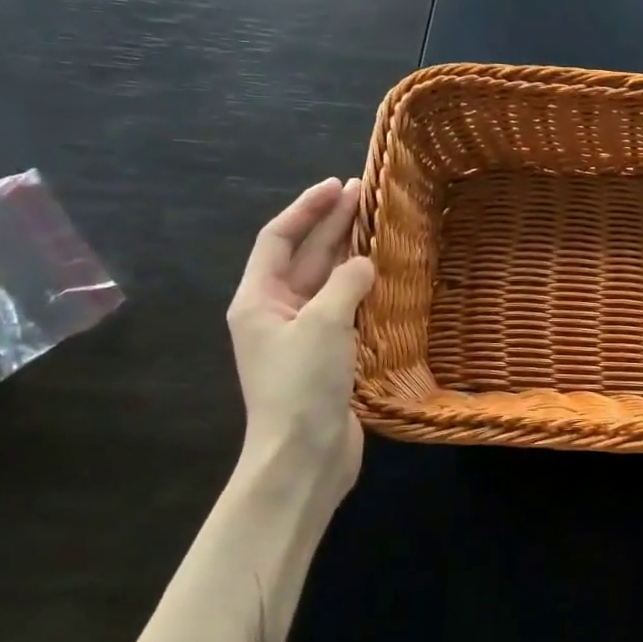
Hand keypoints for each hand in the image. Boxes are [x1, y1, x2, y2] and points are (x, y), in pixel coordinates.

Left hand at [227, 178, 375, 494]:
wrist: (304, 457)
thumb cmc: (302, 384)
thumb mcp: (324, 323)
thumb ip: (346, 282)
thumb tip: (365, 263)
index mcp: (258, 298)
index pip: (278, 237)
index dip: (306, 207)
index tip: (337, 184)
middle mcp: (276, 310)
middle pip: (304, 254)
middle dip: (332, 222)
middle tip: (365, 192)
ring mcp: (302, 333)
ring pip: (326, 279)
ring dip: (349, 251)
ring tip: (378, 223)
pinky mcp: (327, 354)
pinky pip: (344, 306)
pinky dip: (361, 285)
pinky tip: (384, 273)